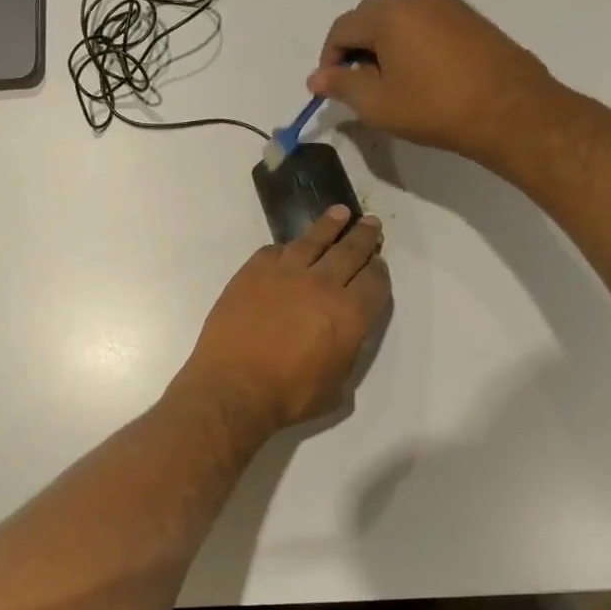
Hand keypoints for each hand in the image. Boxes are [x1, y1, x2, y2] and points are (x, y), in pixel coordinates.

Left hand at [173, 207, 391, 434]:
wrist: (232, 386)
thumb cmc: (287, 396)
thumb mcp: (335, 384)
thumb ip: (345, 350)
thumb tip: (342, 334)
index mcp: (351, 313)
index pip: (375, 280)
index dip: (378, 270)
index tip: (376, 263)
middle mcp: (322, 284)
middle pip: (349, 250)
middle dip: (363, 236)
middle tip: (369, 223)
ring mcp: (284, 273)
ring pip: (313, 240)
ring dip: (329, 226)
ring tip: (339, 214)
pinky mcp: (251, 272)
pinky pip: (274, 251)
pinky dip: (287, 248)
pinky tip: (290, 247)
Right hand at [307, 0, 557, 159]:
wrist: (510, 111)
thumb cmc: (433, 107)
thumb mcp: (376, 103)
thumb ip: (341, 84)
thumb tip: (316, 77)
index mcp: (389, 14)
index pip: (341, 28)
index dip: (328, 59)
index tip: (331, 89)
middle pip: (368, 15)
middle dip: (354, 47)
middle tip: (356, 85)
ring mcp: (448, 4)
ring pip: (397, 17)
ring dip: (381, 44)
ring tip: (387, 82)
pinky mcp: (469, 18)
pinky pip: (423, 22)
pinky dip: (408, 42)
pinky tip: (416, 74)